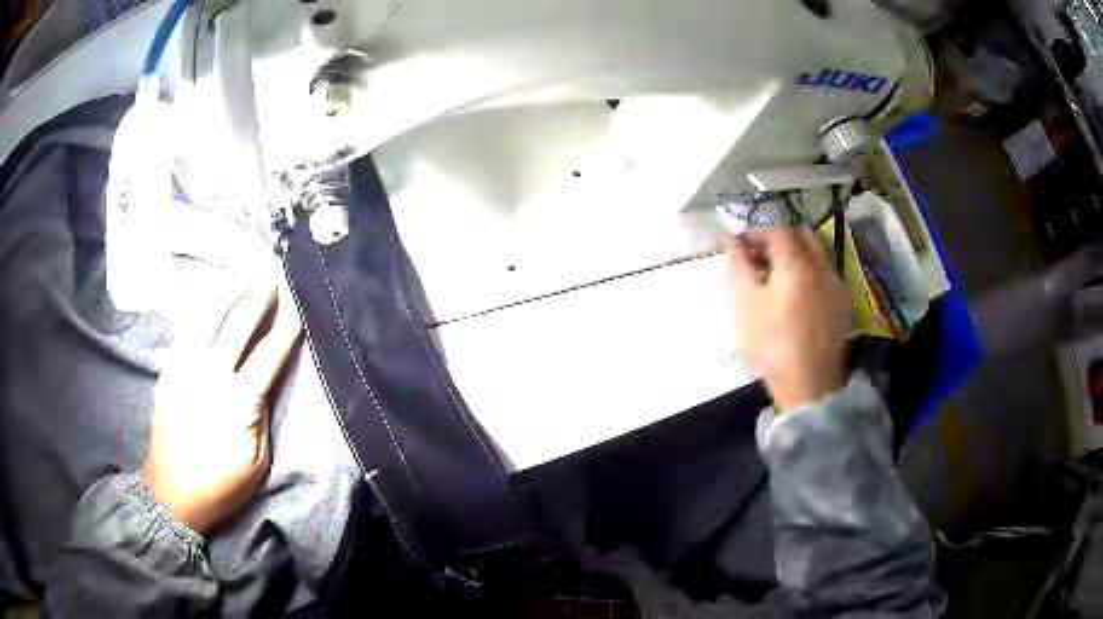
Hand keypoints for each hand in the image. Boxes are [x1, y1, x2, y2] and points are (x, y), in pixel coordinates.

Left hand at [142, 282, 302, 532]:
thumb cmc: (221, 485)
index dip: (286, 329)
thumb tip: (263, 385)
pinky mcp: (169, 370)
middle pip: (238, 325)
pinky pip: (186, 329)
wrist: (172, 492)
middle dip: (258, 299)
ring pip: (208, 317)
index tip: (299, 307)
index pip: (268, 355)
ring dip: (228, 292)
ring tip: (244, 275)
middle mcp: (210, 375)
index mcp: (238, 402)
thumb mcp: (259, 462)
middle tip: (272, 279)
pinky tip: (212, 298)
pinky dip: (202, 308)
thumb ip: (263, 417)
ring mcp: (185, 368)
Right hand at [725, 227, 849, 411]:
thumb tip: (732, 240)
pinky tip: (797, 294)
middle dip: (778, 238)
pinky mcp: (842, 302)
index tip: (738, 245)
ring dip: (795, 253)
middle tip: (758, 257)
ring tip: (777, 275)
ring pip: (816, 252)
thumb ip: (737, 265)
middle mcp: (822, 265)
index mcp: (797, 263)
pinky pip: (825, 272)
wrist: (808, 384)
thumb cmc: (771, 343)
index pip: (776, 229)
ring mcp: (836, 284)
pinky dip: (809, 271)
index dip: (755, 232)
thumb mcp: (744, 304)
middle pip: (801, 235)